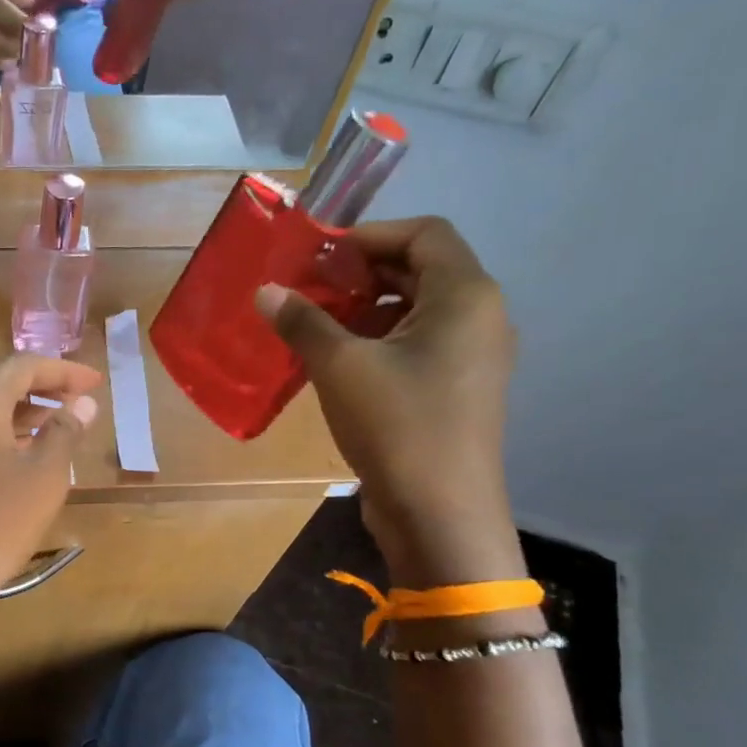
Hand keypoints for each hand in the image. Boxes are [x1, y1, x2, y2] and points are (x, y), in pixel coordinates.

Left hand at [0, 354, 101, 634]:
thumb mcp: (44, 475)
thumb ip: (65, 430)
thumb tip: (83, 404)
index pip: (23, 364)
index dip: (64, 370)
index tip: (96, 383)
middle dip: (38, 379)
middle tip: (74, 396)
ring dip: (19, 403)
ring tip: (58, 420)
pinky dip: (0, 425)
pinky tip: (25, 447)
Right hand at [255, 217, 516, 572]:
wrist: (439, 513)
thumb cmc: (397, 426)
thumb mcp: (340, 367)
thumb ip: (303, 321)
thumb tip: (266, 290)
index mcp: (466, 295)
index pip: (424, 233)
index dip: (368, 235)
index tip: (318, 256)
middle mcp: (481, 317)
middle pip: (421, 269)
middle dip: (362, 273)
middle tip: (308, 290)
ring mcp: (473, 357)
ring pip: (416, 310)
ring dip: (365, 309)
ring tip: (314, 327)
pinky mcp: (457, 389)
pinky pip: (417, 345)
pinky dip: (378, 341)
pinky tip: (336, 364)